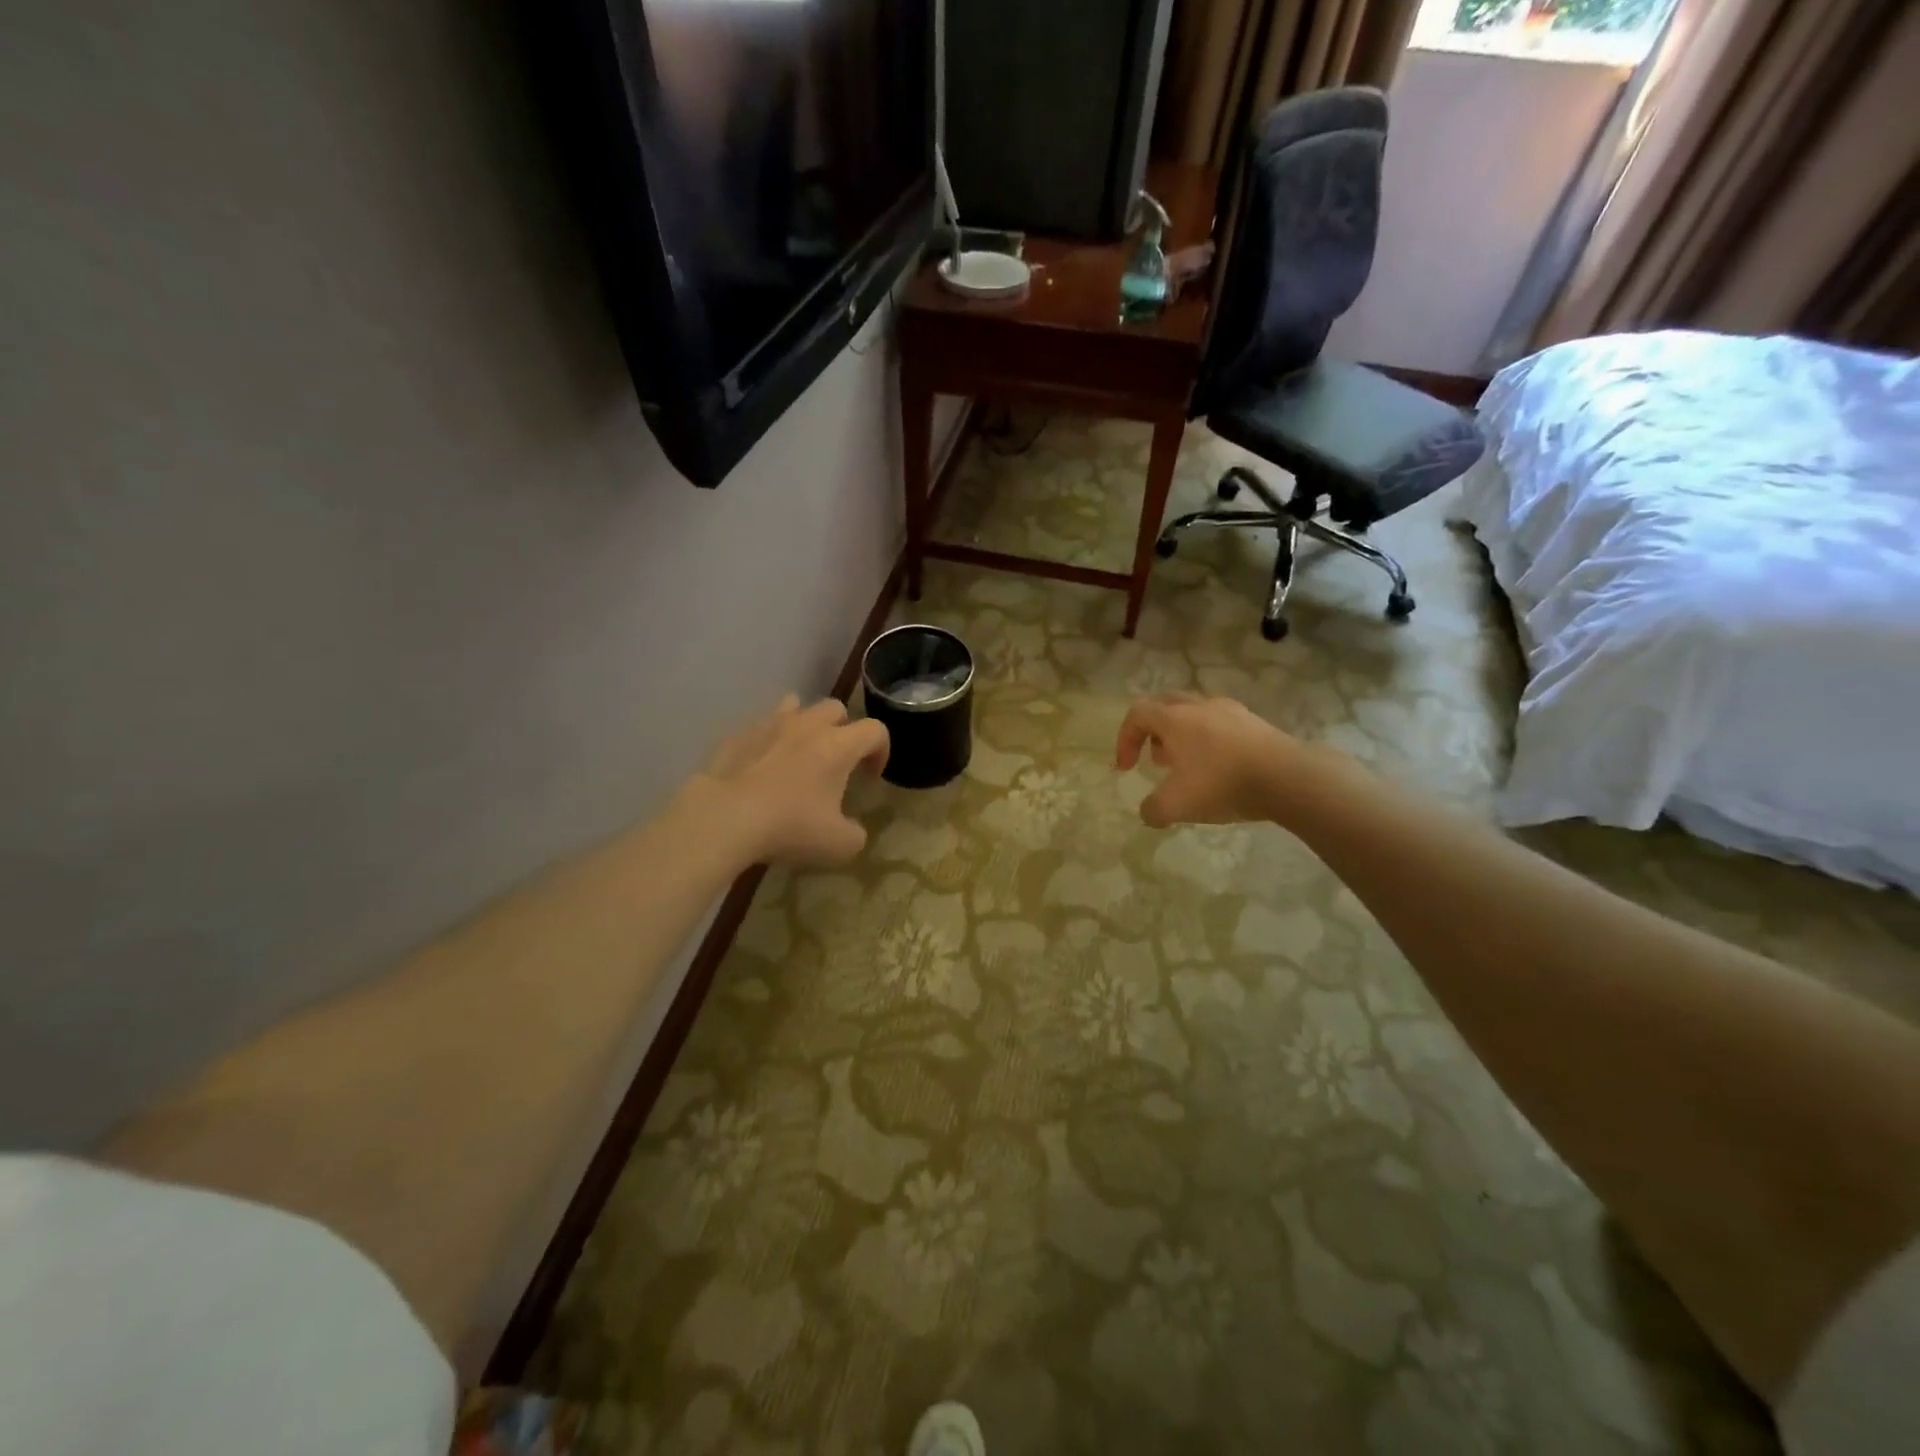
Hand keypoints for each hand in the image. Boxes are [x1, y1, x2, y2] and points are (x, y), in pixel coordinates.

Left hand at [685, 695, 888, 865]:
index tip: (870, 777)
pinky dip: (768, 740)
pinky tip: (761, 766)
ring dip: (804, 725)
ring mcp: (769, 725)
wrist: (725, 817)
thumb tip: (852, 830)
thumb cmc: (790, 827)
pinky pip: (760, 727)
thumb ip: (856, 834)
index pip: (875, 730)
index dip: (881, 751)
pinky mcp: (737, 735)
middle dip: (843, 730)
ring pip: (795, 706)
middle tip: (836, 762)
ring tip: (798, 753)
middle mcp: (807, 725)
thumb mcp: (839, 845)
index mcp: (838, 745)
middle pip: (835, 708)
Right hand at [1115, 693, 1323, 827]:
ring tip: (1188, 767)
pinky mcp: (1255, 723)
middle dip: (1153, 732)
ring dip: (1182, 736)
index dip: (1124, 739)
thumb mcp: (1176, 806)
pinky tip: (1220, 769)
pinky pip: (1221, 725)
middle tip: (1155, 759)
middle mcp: (1200, 706)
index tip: (1126, 769)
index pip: (1137, 714)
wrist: (1288, 777)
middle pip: (1165, 705)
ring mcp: (1231, 711)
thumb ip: (1153, 809)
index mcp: (1175, 718)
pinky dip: (1209, 741)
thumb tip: (1149, 812)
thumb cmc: (1222, 784)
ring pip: (1195, 714)